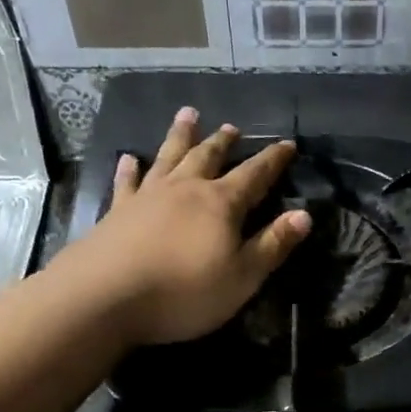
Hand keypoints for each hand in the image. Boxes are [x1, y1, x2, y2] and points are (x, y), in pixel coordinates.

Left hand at [76, 107, 311, 345]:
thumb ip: (272, 245)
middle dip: (223, 142)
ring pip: (169, 157)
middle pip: (208, 158)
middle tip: (231, 127)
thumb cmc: (185, 292)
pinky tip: (128, 158)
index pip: (255, 175)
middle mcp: (185, 190)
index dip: (273, 160)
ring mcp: (148, 197)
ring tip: (187, 115)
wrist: (106, 296)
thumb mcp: (242, 277)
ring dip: (180, 136)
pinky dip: (129, 168)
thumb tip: (304, 215)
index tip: (287, 144)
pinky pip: (127, 182)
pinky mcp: (117, 211)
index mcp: (221, 204)